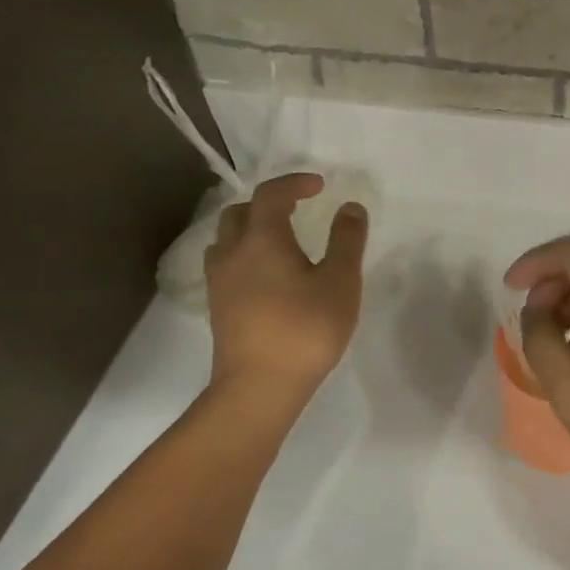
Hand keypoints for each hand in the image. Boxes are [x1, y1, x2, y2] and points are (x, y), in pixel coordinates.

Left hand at [204, 173, 367, 405]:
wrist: (259, 386)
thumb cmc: (305, 329)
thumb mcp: (340, 282)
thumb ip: (347, 241)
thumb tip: (350, 207)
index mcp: (262, 239)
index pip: (271, 194)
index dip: (294, 183)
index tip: (320, 186)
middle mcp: (233, 252)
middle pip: (240, 212)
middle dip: (268, 204)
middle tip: (297, 211)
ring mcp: (220, 280)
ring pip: (227, 239)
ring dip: (251, 229)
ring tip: (281, 241)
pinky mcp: (218, 306)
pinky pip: (226, 264)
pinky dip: (245, 255)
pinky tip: (267, 276)